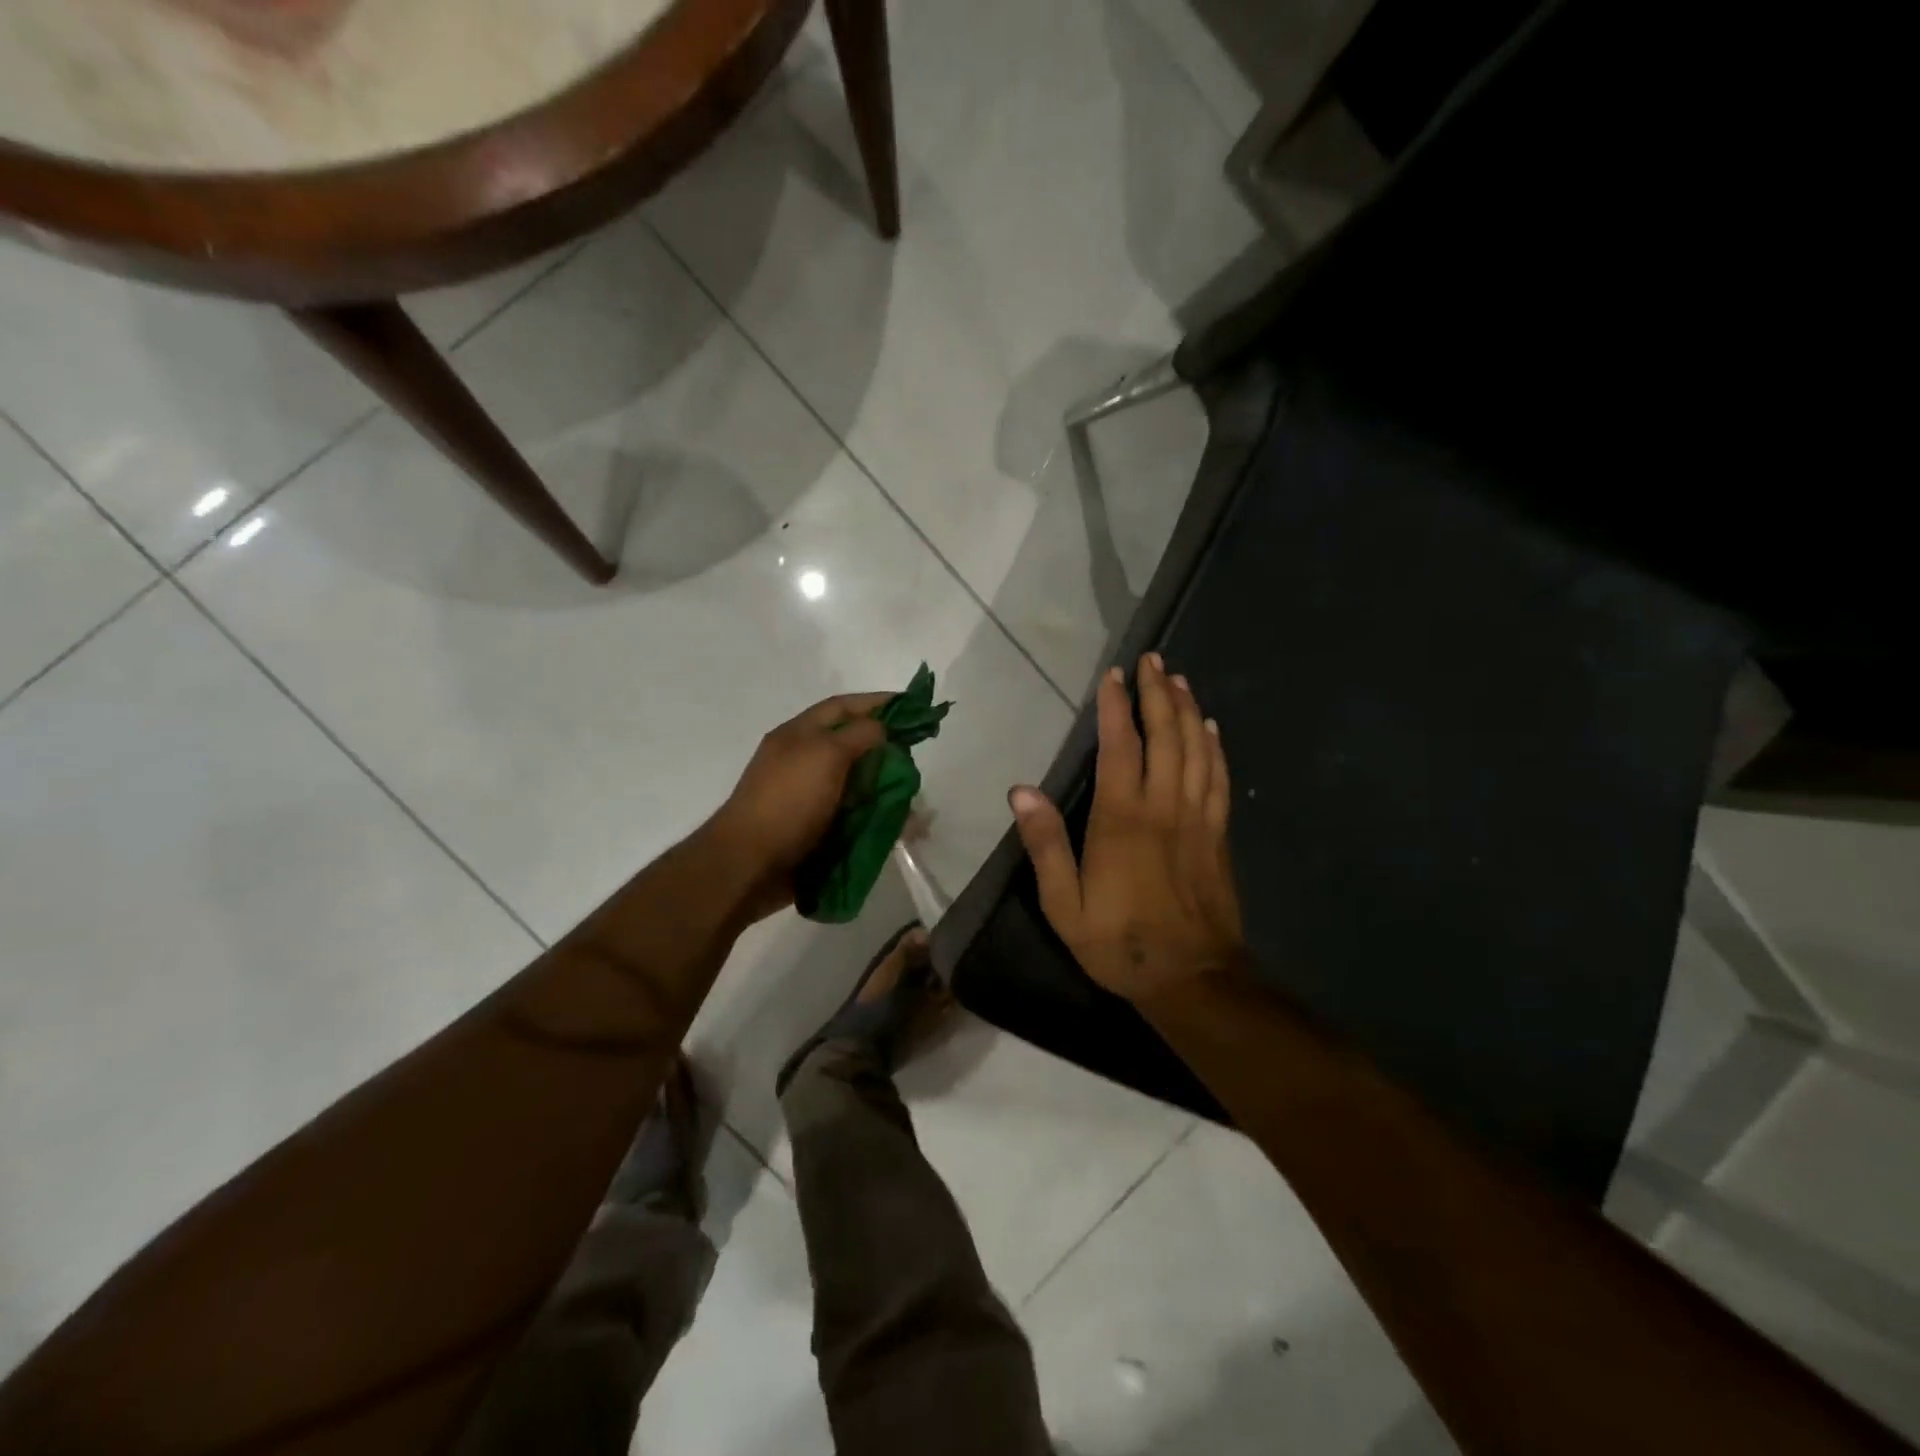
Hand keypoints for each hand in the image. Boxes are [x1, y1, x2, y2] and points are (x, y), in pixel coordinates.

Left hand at [706, 692, 890, 919]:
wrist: (750, 864)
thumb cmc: (788, 800)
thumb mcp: (825, 754)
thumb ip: (859, 735)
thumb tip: (882, 728)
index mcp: (799, 735)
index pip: (842, 707)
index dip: (876, 702)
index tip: (911, 705)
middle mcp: (803, 761)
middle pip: (852, 746)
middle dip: (885, 750)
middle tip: (914, 759)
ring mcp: (808, 797)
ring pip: (856, 784)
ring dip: (884, 788)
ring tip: (911, 797)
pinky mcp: (815, 829)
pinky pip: (853, 816)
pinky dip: (876, 818)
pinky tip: (897, 826)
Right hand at [1009, 653, 1243, 1001]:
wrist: (1191, 978)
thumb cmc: (1118, 942)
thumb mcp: (1063, 904)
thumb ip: (1045, 845)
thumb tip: (1021, 790)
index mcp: (1122, 819)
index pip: (1119, 747)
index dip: (1116, 707)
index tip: (1114, 675)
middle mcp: (1164, 807)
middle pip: (1166, 736)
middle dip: (1158, 693)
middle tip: (1154, 660)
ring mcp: (1197, 818)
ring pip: (1197, 750)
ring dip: (1188, 710)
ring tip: (1180, 680)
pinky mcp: (1218, 834)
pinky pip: (1219, 778)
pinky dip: (1214, 747)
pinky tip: (1211, 729)